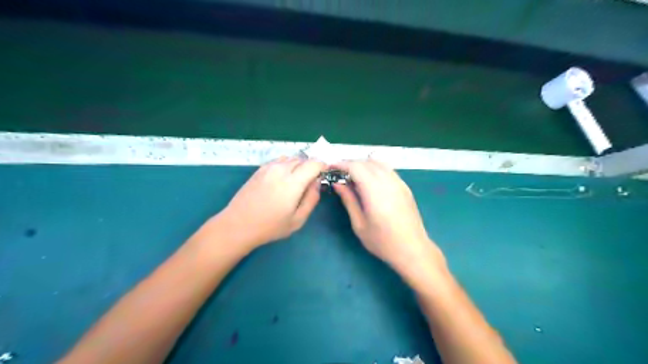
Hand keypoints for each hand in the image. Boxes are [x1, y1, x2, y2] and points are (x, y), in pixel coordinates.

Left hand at [212, 156, 323, 250]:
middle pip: (303, 159)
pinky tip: (282, 180)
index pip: (314, 163)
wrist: (238, 225)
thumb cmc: (270, 226)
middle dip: (310, 167)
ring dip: (298, 165)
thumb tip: (317, 184)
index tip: (324, 174)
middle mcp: (281, 169)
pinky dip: (286, 165)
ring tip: (296, 181)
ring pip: (290, 158)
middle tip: (310, 181)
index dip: (322, 166)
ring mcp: (268, 168)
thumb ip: (312, 199)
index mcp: (293, 182)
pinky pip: (278, 161)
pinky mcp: (259, 169)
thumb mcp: (298, 220)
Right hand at [334, 159, 445, 273]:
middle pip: (367, 162)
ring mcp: (399, 182)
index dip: (341, 164)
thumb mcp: (359, 224)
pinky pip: (388, 169)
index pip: (356, 167)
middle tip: (339, 173)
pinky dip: (375, 168)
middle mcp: (388, 182)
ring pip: (379, 163)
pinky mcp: (405, 187)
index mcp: (375, 191)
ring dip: (363, 164)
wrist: (412, 250)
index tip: (330, 168)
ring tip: (353, 175)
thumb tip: (337, 184)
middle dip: (351, 163)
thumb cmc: (382, 241)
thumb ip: (348, 200)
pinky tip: (369, 179)